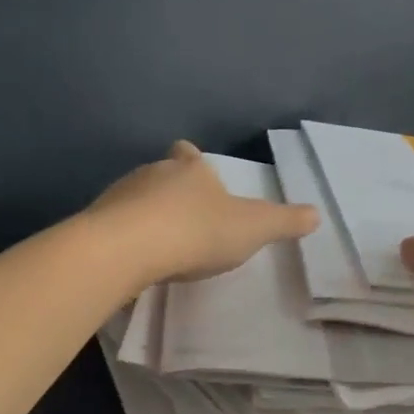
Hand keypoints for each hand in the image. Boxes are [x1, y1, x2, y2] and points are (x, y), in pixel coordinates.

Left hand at [90, 142, 318, 283]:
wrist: (128, 249)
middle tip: (183, 217)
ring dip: (145, 214)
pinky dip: (125, 237)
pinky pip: (114, 226)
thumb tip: (317, 214)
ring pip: (135, 199)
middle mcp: (153, 173)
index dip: (193, 160)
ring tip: (158, 241)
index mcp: (191, 170)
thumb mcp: (253, 228)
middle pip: (161, 175)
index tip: (194, 167)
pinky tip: (133, 258)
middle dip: (170, 191)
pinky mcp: (97, 223)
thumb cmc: (197, 232)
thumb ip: (284, 221)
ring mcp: (120, 196)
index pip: (190, 155)